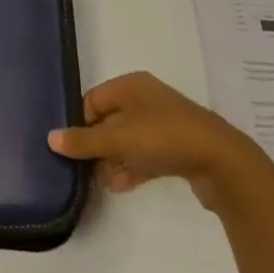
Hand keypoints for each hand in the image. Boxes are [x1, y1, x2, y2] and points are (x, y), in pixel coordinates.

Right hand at [47, 72, 273, 214]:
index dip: (81, 122)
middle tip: (82, 168)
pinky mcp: (176, 149)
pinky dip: (131, 168)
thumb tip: (50, 138)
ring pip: (128, 140)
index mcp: (131, 86)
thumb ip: (85, 140)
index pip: (93, 99)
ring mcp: (163, 125)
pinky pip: (144, 155)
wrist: (223, 162)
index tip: (72, 148)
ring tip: (99, 183)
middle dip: (96, 144)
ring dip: (113, 159)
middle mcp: (146, 99)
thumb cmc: (165, 137)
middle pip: (110, 119)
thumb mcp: (121, 137)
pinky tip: (119, 186)